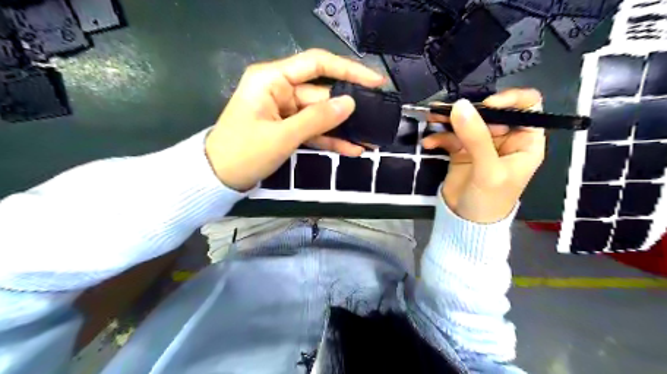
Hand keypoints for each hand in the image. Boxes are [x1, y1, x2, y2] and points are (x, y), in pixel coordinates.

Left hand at [207, 48, 385, 191]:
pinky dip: (329, 139)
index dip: (348, 69)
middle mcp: (279, 89)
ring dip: (342, 128)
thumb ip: (317, 119)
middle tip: (376, 119)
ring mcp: (284, 110)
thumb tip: (349, 103)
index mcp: (272, 80)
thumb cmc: (244, 153)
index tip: (375, 81)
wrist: (218, 178)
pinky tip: (352, 149)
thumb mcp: (282, 136)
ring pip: (320, 115)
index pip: (316, 64)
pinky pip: (312, 130)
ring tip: (369, 139)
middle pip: (321, 93)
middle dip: (348, 109)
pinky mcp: (286, 127)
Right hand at [424, 89, 544, 222]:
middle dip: (469, 110)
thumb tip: (460, 105)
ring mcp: (480, 143)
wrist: (466, 222)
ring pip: (467, 121)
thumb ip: (476, 138)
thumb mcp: (488, 170)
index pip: (527, 107)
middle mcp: (504, 138)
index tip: (487, 104)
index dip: (510, 100)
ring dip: (448, 119)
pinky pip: (450, 136)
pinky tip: (428, 143)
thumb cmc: (490, 200)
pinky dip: (438, 137)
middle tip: (447, 111)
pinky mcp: (461, 150)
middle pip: (490, 112)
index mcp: (524, 140)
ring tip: (432, 118)